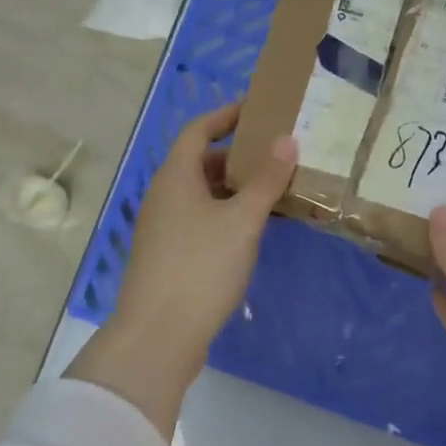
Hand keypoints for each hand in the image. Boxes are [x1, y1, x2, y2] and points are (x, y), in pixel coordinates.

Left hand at [69, 103, 295, 435]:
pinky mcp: (170, 255)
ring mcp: (164, 228)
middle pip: (201, 161)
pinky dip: (227, 214)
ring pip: (203, 194)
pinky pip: (202, 220)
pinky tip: (253, 229)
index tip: (259, 110)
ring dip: (235, 188)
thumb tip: (288, 140)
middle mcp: (164, 196)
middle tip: (278, 153)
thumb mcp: (241, 221)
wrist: (158, 335)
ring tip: (275, 189)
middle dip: (238, 155)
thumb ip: (266, 180)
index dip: (226, 115)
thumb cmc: (200, 267)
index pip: (199, 130)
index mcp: (175, 177)